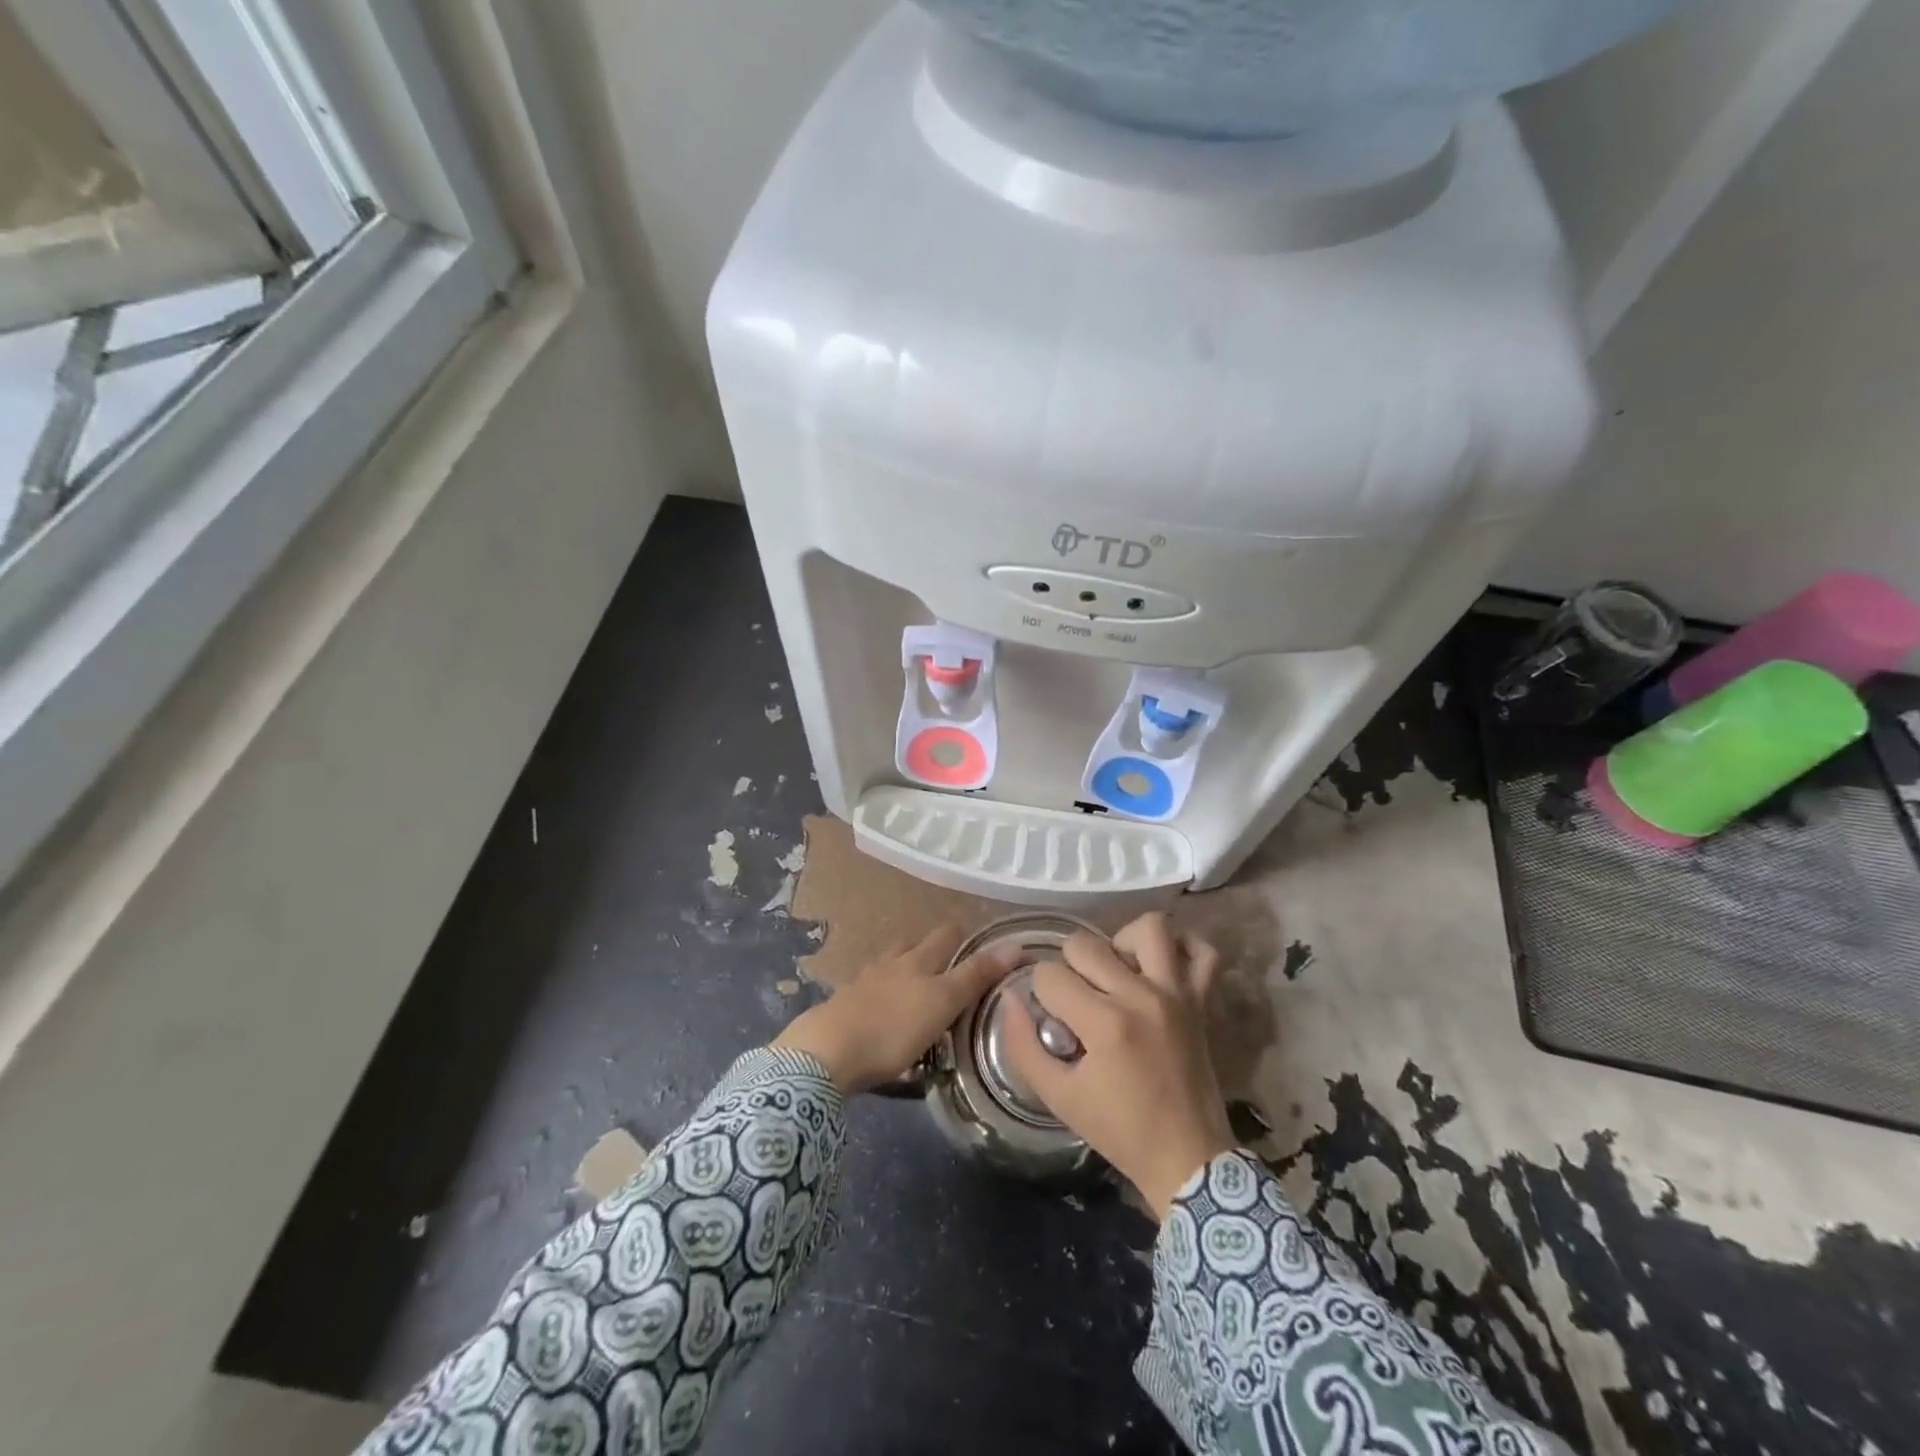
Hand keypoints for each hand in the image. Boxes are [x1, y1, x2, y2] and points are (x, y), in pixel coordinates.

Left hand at [774, 925, 1015, 1094]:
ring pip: (890, 964)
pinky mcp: (844, 1006)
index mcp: (917, 960)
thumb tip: (1016, 945)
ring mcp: (863, 983)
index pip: (946, 934)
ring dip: (905, 968)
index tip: (980, 944)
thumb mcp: (943, 1002)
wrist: (826, 1052)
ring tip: (917, 984)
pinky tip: (884, 1008)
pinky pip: (870, 990)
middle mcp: (891, 963)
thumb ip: (976, 975)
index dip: (964, 934)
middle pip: (914, 944)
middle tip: (951, 965)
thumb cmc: (893, 1027)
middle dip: (933, 948)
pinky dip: (882, 993)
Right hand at [1004, 913, 1234, 1219]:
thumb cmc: (1119, 1130)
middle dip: (1068, 967)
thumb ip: (1023, 1047)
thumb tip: (1011, 999)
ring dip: (1121, 942)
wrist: (1187, 1159)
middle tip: (1075, 999)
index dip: (1039, 993)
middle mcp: (1141, 996)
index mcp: (1105, 1023)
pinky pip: (1202, 952)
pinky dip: (1181, 948)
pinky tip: (1159, 966)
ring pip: (1148, 928)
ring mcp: (1177, 993)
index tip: (1051, 1020)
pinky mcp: (1201, 1000)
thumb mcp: (1059, 1098)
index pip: (1050, 975)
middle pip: (1086, 944)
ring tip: (1114, 972)